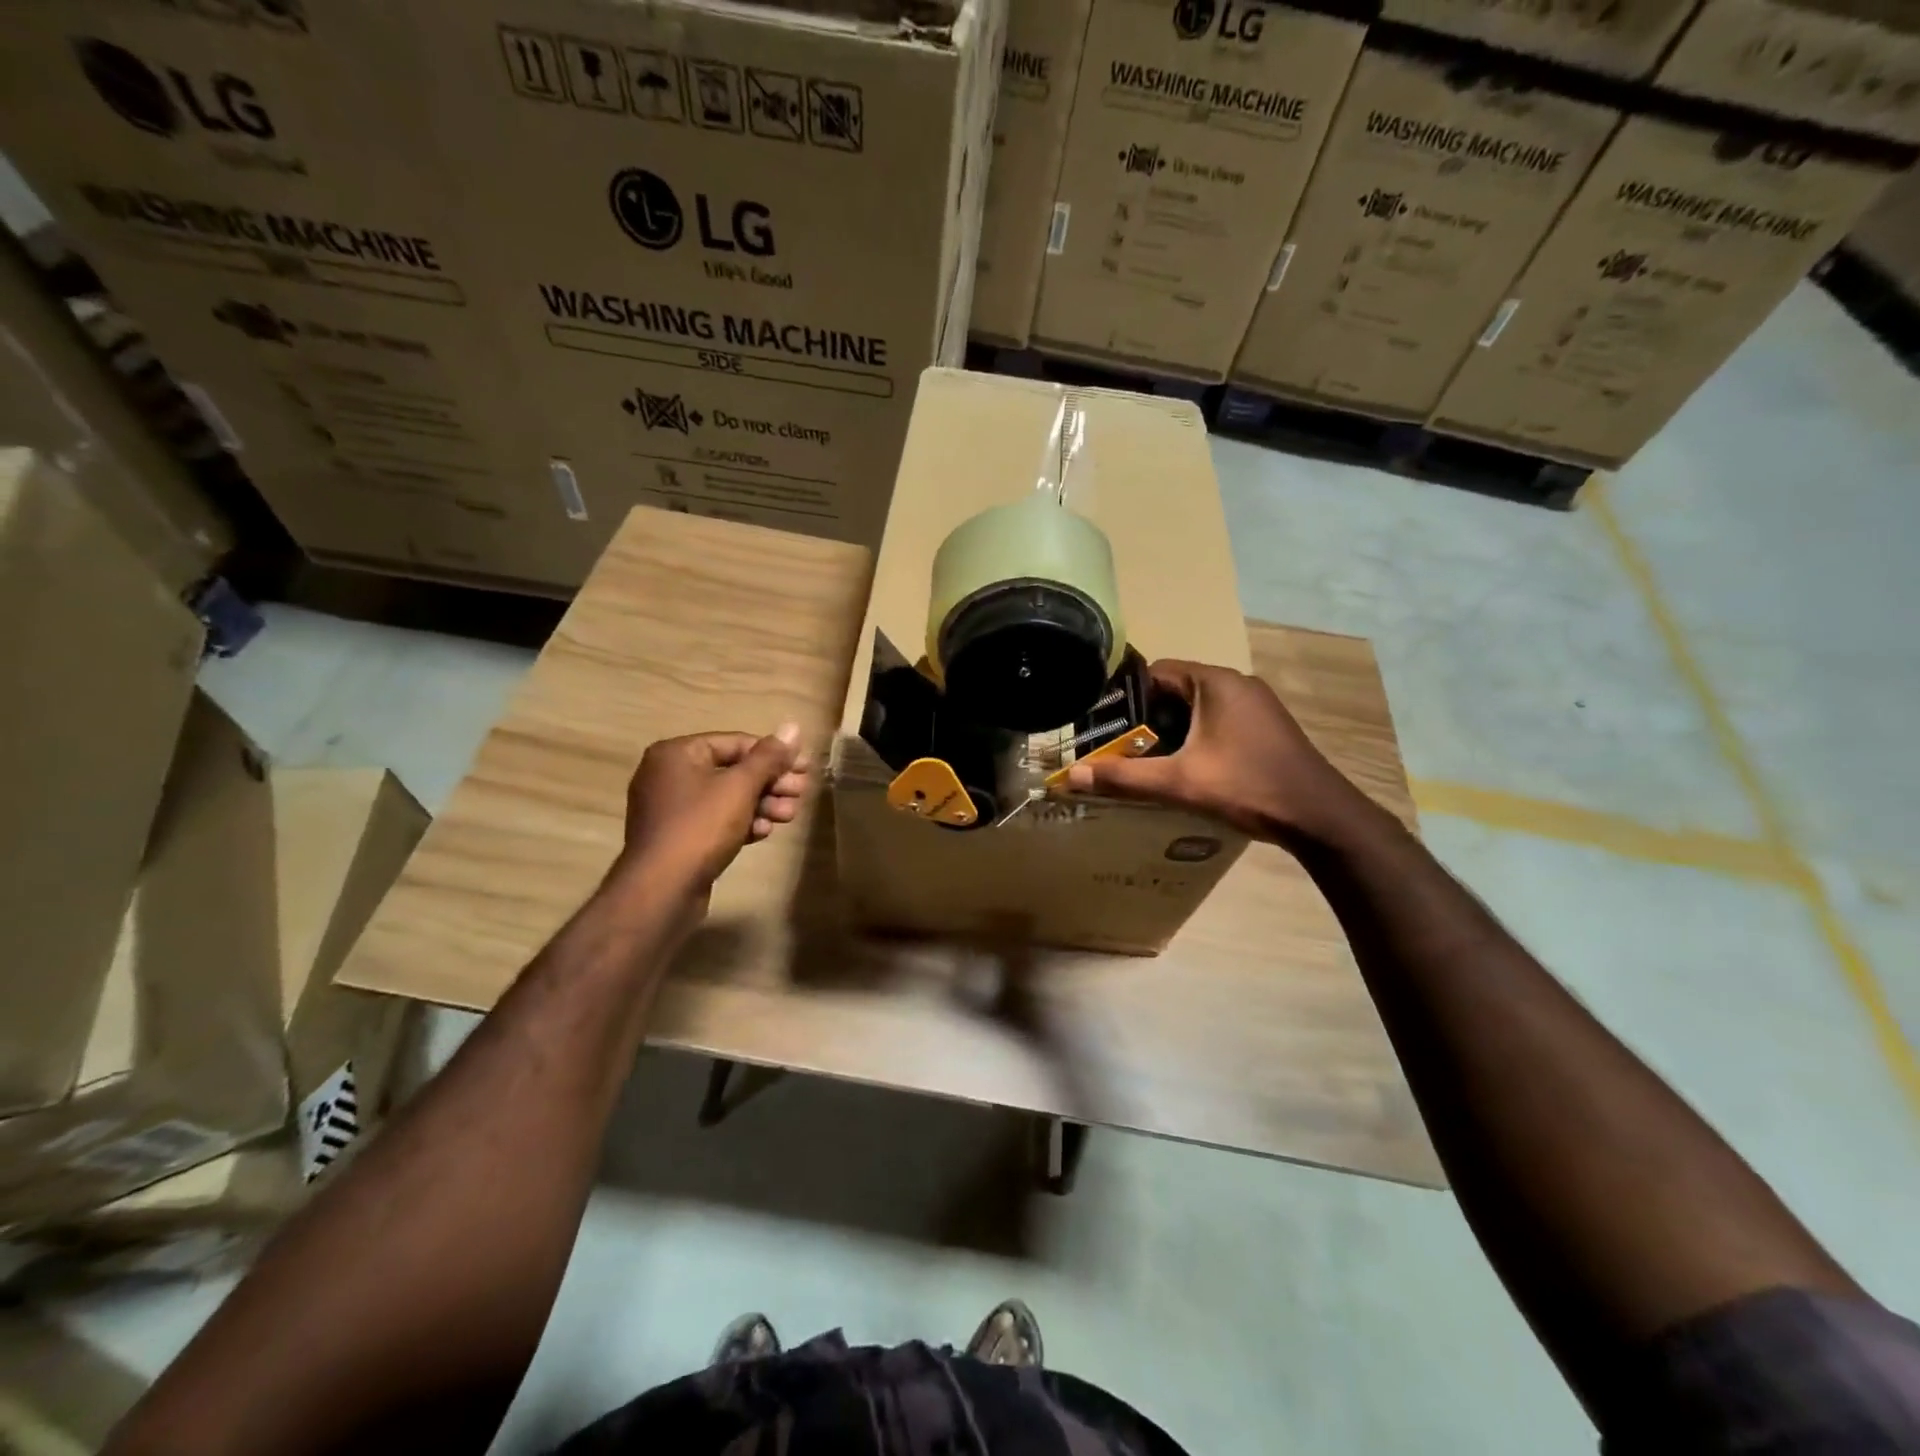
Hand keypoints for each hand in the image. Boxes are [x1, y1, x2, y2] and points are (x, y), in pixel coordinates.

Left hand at [614, 725, 807, 901]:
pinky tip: (764, 832)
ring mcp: (671, 808)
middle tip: (800, 793)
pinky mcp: (678, 837)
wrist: (662, 890)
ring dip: (762, 804)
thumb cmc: (700, 827)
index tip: (805, 768)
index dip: (774, 754)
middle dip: (771, 783)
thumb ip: (768, 757)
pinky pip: (715, 820)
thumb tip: (793, 727)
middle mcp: (669, 774)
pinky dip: (741, 822)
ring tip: (788, 816)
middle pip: (732, 770)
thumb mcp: (740, 787)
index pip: (736, 743)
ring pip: (727, 797)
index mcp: (677, 753)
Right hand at [1063, 659, 1359, 841]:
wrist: (1319, 816)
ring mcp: (1256, 705)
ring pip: (1198, 708)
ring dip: (1172, 730)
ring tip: (1146, 759)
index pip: (1156, 671)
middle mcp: (1237, 683)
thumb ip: (1124, 777)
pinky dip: (1196, 737)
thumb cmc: (1246, 786)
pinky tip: (1187, 767)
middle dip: (1147, 717)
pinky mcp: (1266, 726)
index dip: (1126, 695)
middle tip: (1119, 745)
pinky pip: (1218, 720)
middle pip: (1175, 690)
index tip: (1103, 721)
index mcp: (1215, 682)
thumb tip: (1072, 776)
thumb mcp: (1179, 782)